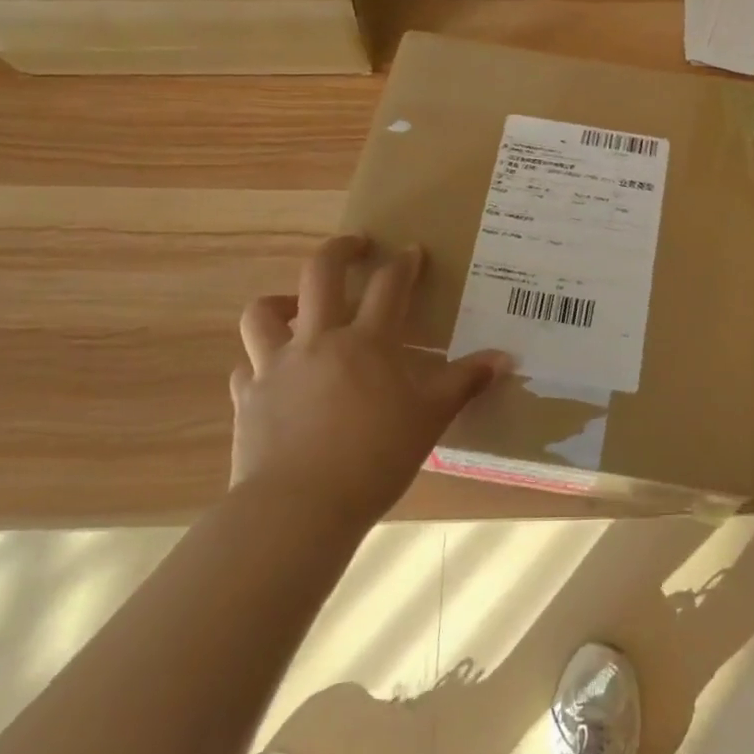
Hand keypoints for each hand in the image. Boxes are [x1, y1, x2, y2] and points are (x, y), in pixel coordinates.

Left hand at [232, 236, 510, 520]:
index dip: (404, 263)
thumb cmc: (375, 458)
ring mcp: (276, 367)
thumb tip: (505, 358)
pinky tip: (273, 377)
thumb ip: (465, 383)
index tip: (412, 250)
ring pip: (264, 313)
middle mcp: (318, 340)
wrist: (299, 508)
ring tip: (298, 308)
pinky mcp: (248, 399)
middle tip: (355, 245)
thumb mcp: (430, 418)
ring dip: (281, 302)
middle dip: (339, 249)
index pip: (390, 285)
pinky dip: (260, 364)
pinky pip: (247, 368)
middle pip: (320, 274)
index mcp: (367, 342)